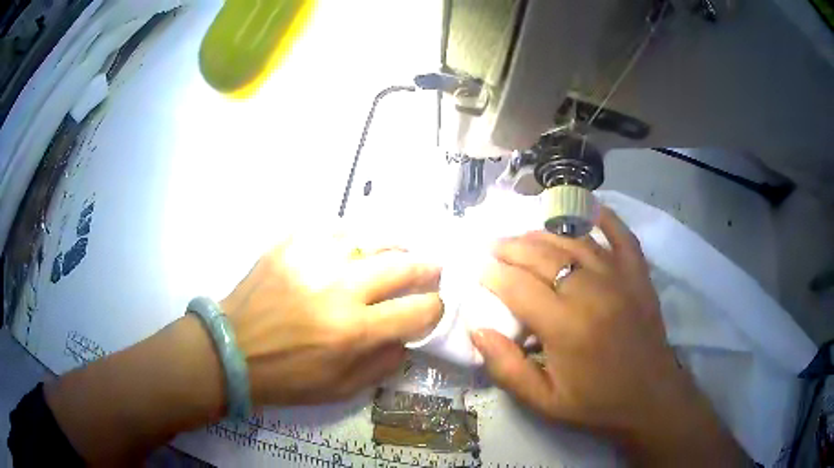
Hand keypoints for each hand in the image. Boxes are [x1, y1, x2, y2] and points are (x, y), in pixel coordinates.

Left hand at [221, 232, 441, 406]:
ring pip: (370, 239)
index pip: (417, 310)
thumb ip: (382, 364)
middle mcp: (338, 289)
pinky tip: (350, 249)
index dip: (435, 308)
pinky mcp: (289, 246)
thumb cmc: (287, 377)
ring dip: (391, 248)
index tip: (434, 307)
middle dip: (427, 268)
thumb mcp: (341, 389)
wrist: (232, 350)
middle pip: (401, 265)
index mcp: (353, 331)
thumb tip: (406, 337)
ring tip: (395, 254)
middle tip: (433, 268)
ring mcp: (312, 260)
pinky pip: (332, 230)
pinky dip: (350, 239)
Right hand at [472, 207, 746, 464]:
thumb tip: (477, 330)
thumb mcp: (543, 401)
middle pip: (543, 256)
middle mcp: (591, 292)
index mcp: (565, 327)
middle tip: (493, 246)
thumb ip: (506, 368)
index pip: (518, 287)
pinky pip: (622, 235)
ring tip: (524, 235)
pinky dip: (605, 218)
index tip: (479, 270)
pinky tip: (589, 208)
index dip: (493, 275)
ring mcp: (619, 278)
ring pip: (574, 241)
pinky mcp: (639, 275)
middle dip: (511, 247)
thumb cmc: (595, 403)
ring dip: (544, 233)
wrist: (650, 398)